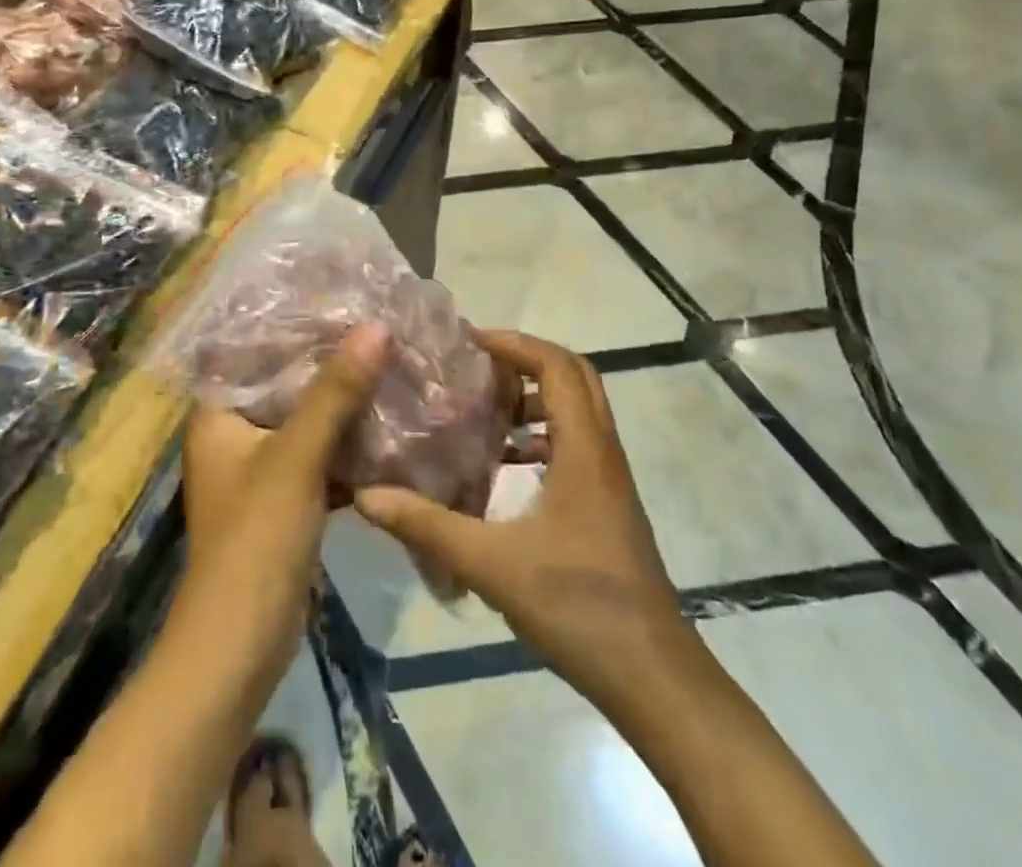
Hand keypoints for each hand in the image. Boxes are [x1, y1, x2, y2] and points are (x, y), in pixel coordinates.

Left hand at [180, 321, 390, 659]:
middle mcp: (235, 432)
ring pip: (307, 418)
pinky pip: (319, 454)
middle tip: (380, 330)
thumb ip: (335, 392)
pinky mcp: (284, 497)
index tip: (345, 299)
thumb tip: (376, 327)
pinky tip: (389, 426)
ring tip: (391, 365)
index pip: (256, 349)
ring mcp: (260, 467)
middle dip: (331, 362)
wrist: (240, 646)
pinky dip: (348, 443)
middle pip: (287, 382)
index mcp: (219, 413)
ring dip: (344, 401)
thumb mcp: (296, 457)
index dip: (298, 323)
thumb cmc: (255, 539)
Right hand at [355, 330, 685, 717]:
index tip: (469, 344)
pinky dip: (541, 438)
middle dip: (526, 361)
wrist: (654, 678)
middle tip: (477, 369)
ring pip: (578, 411)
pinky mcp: (608, 506)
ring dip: (534, 399)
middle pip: (575, 377)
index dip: (515, 344)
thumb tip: (367, 494)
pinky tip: (504, 467)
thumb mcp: (493, 565)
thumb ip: (428, 526)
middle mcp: (603, 452)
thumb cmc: (579, 607)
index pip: (557, 366)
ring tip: (483, 412)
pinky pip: (576, 445)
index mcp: (584, 449)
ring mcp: (610, 480)